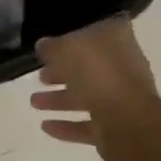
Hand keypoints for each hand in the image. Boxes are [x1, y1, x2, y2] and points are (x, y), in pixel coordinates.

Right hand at [30, 17, 160, 160]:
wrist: (126, 120)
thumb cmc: (99, 73)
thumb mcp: (67, 49)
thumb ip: (53, 46)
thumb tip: (43, 45)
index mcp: (118, 41)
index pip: (95, 33)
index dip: (72, 38)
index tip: (51, 46)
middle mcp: (123, 68)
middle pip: (88, 68)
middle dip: (62, 72)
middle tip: (40, 76)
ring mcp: (121, 99)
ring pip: (86, 96)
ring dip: (59, 99)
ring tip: (34, 102)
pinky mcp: (114, 128)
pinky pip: (86, 125)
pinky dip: (66, 125)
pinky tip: (45, 126)